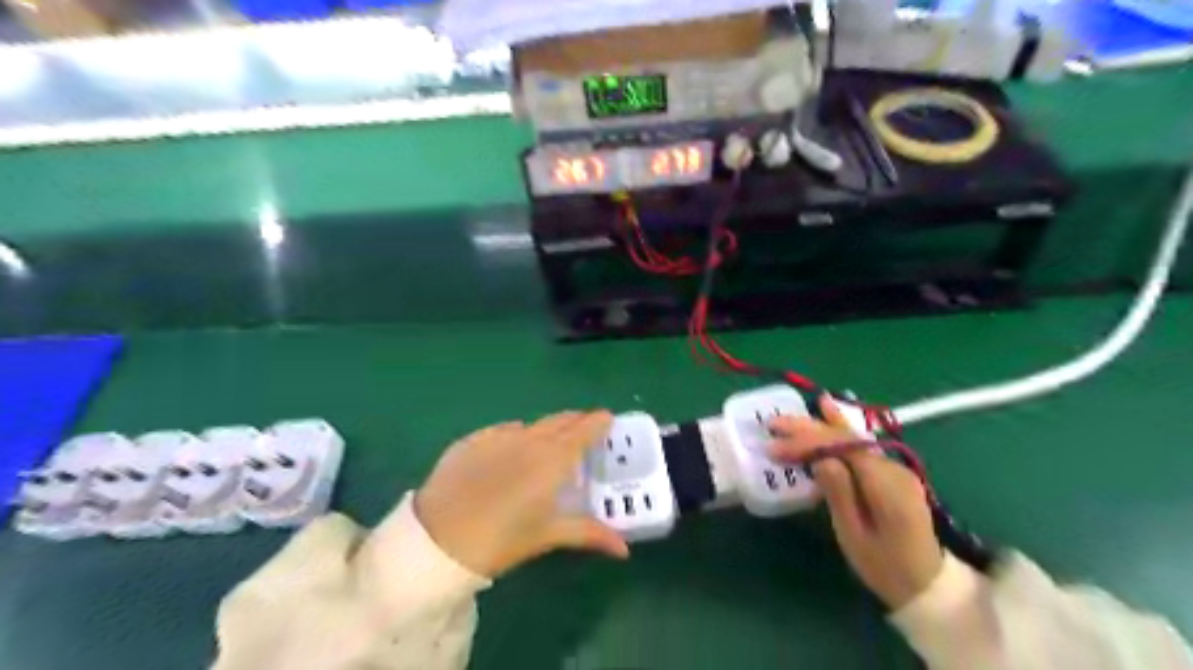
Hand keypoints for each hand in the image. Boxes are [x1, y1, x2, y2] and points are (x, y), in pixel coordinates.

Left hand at [417, 411, 626, 578]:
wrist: (437, 539)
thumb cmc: (501, 540)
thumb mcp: (547, 536)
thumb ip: (588, 533)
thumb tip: (624, 549)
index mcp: (553, 458)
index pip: (584, 430)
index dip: (598, 422)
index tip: (607, 420)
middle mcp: (529, 438)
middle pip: (559, 421)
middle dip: (575, 422)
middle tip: (583, 431)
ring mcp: (497, 436)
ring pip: (531, 425)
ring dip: (545, 430)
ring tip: (548, 444)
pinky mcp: (470, 440)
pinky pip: (501, 431)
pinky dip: (514, 436)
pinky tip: (509, 452)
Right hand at [774, 399, 941, 611]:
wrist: (926, 586)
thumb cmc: (883, 567)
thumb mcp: (855, 536)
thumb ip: (840, 494)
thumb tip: (821, 460)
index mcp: (887, 486)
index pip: (842, 449)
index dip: (807, 442)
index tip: (774, 447)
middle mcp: (894, 469)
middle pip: (847, 438)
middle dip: (809, 430)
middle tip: (774, 425)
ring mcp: (895, 468)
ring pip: (852, 438)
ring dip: (819, 426)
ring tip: (795, 412)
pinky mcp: (890, 473)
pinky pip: (859, 447)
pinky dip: (838, 431)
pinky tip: (830, 411)